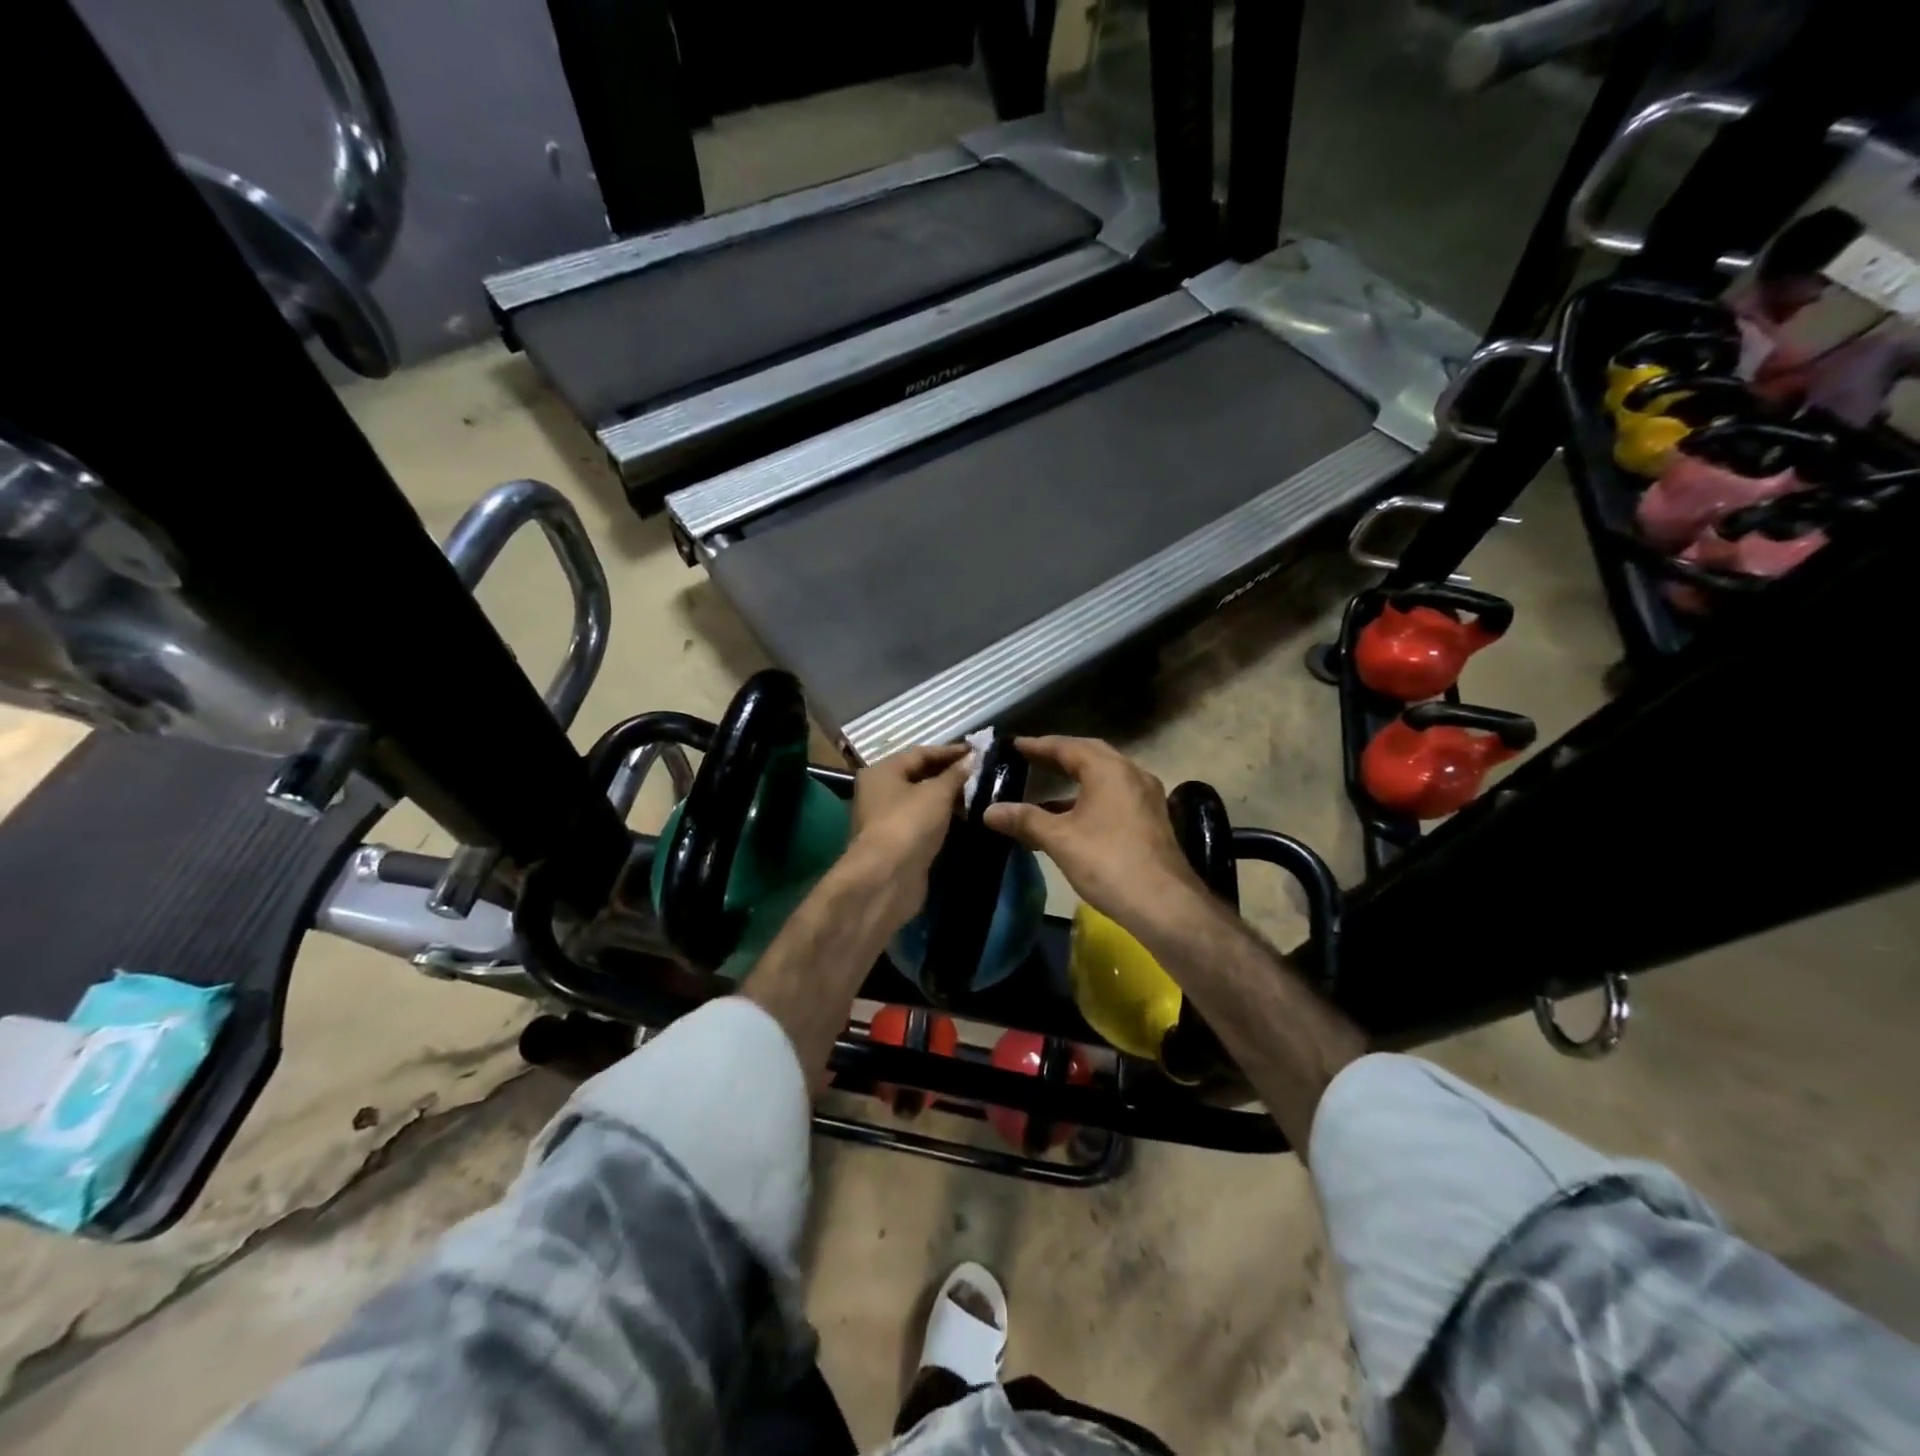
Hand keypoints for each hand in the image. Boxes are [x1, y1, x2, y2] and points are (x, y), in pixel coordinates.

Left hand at [845, 743, 969, 915]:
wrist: (887, 877)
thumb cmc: (909, 823)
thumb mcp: (937, 793)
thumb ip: (955, 774)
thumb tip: (971, 759)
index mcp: (882, 772)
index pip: (920, 753)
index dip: (950, 751)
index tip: (977, 751)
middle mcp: (879, 792)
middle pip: (919, 776)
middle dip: (949, 774)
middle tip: (980, 772)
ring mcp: (886, 819)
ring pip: (921, 801)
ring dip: (947, 797)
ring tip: (978, 793)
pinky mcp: (897, 843)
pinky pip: (922, 822)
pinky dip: (941, 817)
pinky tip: (964, 817)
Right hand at [982, 736, 1206, 939]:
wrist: (1164, 905)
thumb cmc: (1108, 862)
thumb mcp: (1059, 840)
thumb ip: (1024, 820)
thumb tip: (989, 811)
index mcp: (1109, 770)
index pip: (1067, 746)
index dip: (1037, 745)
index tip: (1013, 746)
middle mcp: (1131, 774)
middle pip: (1089, 755)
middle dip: (1058, 756)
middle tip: (1029, 759)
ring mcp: (1145, 798)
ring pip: (1103, 778)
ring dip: (1074, 780)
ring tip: (1042, 791)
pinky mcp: (1150, 820)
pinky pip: (1114, 797)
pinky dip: (1088, 799)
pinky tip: (1069, 820)